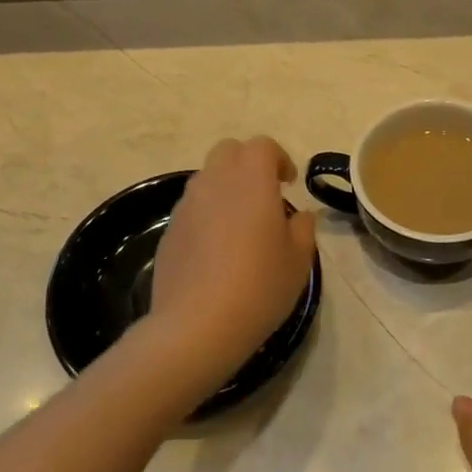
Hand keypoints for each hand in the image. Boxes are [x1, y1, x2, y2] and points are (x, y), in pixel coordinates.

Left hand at [149, 137, 317, 388]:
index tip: (289, 184)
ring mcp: (186, 206)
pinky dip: (207, 214)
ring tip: (241, 224)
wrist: (196, 325)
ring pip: (206, 178)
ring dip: (226, 188)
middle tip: (265, 195)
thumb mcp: (299, 261)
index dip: (279, 158)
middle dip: (248, 163)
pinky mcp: (169, 231)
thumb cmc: (259, 287)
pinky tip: (217, 250)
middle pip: (228, 151)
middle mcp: (215, 183)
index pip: (262, 146)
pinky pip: (191, 208)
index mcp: (252, 182)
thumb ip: (302, 228)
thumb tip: (298, 215)